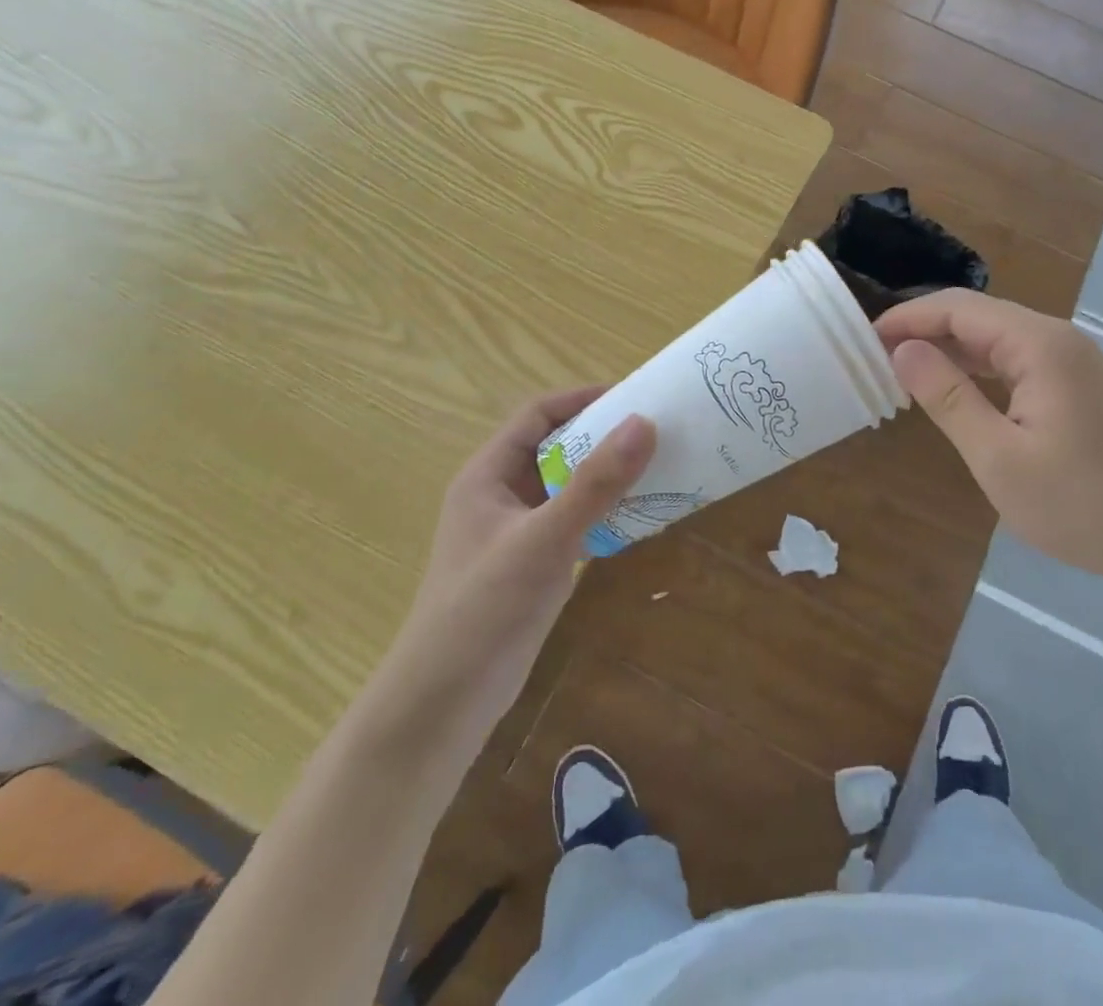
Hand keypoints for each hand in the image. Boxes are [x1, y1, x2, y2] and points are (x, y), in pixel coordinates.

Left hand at [378, 389, 653, 748]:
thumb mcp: (543, 540)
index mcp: (488, 475)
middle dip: (604, 436)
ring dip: (608, 475)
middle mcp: (502, 495)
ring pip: (569, 486)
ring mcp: (518, 532)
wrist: (442, 706)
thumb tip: (645, 423)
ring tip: (660, 467)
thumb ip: (595, 484)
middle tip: (658, 432)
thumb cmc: (482, 610)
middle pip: (557, 448)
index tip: (635, 397)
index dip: (582, 399)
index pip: (537, 415)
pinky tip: (641, 517)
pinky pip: (575, 521)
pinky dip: (605, 512)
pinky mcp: (533, 565)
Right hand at [875, 291, 1102, 587]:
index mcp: (1040, 345)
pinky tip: (951, 387)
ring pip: (995, 336)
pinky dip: (976, 367)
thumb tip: (902, 351)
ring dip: (948, 348)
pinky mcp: (1075, 382)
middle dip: (924, 330)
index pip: (959, 309)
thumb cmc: (1078, 505)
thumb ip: (948, 398)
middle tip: (875, 358)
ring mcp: (1071, 359)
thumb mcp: (998, 457)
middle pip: (977, 315)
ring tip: (901, 371)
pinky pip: (1014, 358)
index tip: (864, 340)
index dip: (908, 319)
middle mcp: (1058, 338)